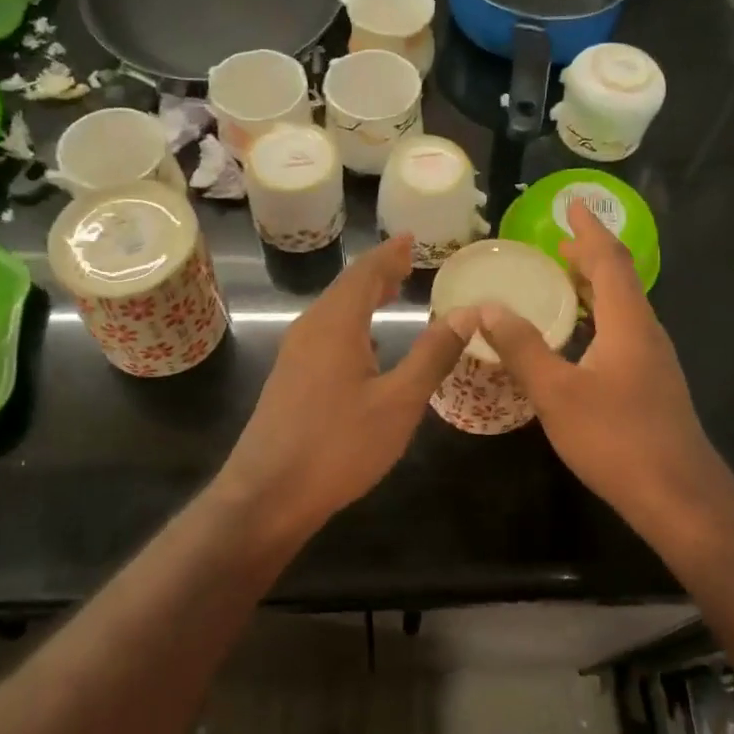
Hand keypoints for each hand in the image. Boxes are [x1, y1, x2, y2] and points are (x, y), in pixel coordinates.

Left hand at [217, 234, 468, 538]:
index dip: (389, 254)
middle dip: (376, 273)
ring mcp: (294, 356)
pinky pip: (325, 335)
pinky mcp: (288, 380)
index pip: (365, 273)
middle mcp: (310, 330)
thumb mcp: (399, 402)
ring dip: (362, 299)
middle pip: (345, 288)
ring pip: (333, 312)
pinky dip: (351, 325)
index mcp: (335, 324)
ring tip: (390, 294)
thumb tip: (465, 313)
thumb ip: (432, 355)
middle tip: (406, 262)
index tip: (409, 238)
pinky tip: (365, 347)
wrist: (267, 495)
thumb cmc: (338, 446)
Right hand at [476, 199, 727, 529]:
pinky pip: (624, 331)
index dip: (590, 230)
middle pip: (620, 279)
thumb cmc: (616, 438)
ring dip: (595, 287)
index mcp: (628, 322)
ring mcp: (654, 360)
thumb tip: (487, 308)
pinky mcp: (653, 384)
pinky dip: (599, 316)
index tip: (573, 204)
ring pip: (624, 307)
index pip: (609, 260)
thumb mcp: (556, 392)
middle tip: (559, 243)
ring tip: (565, 280)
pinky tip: (580, 338)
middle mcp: (646, 332)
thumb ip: (522, 348)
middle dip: (591, 256)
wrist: (678, 496)